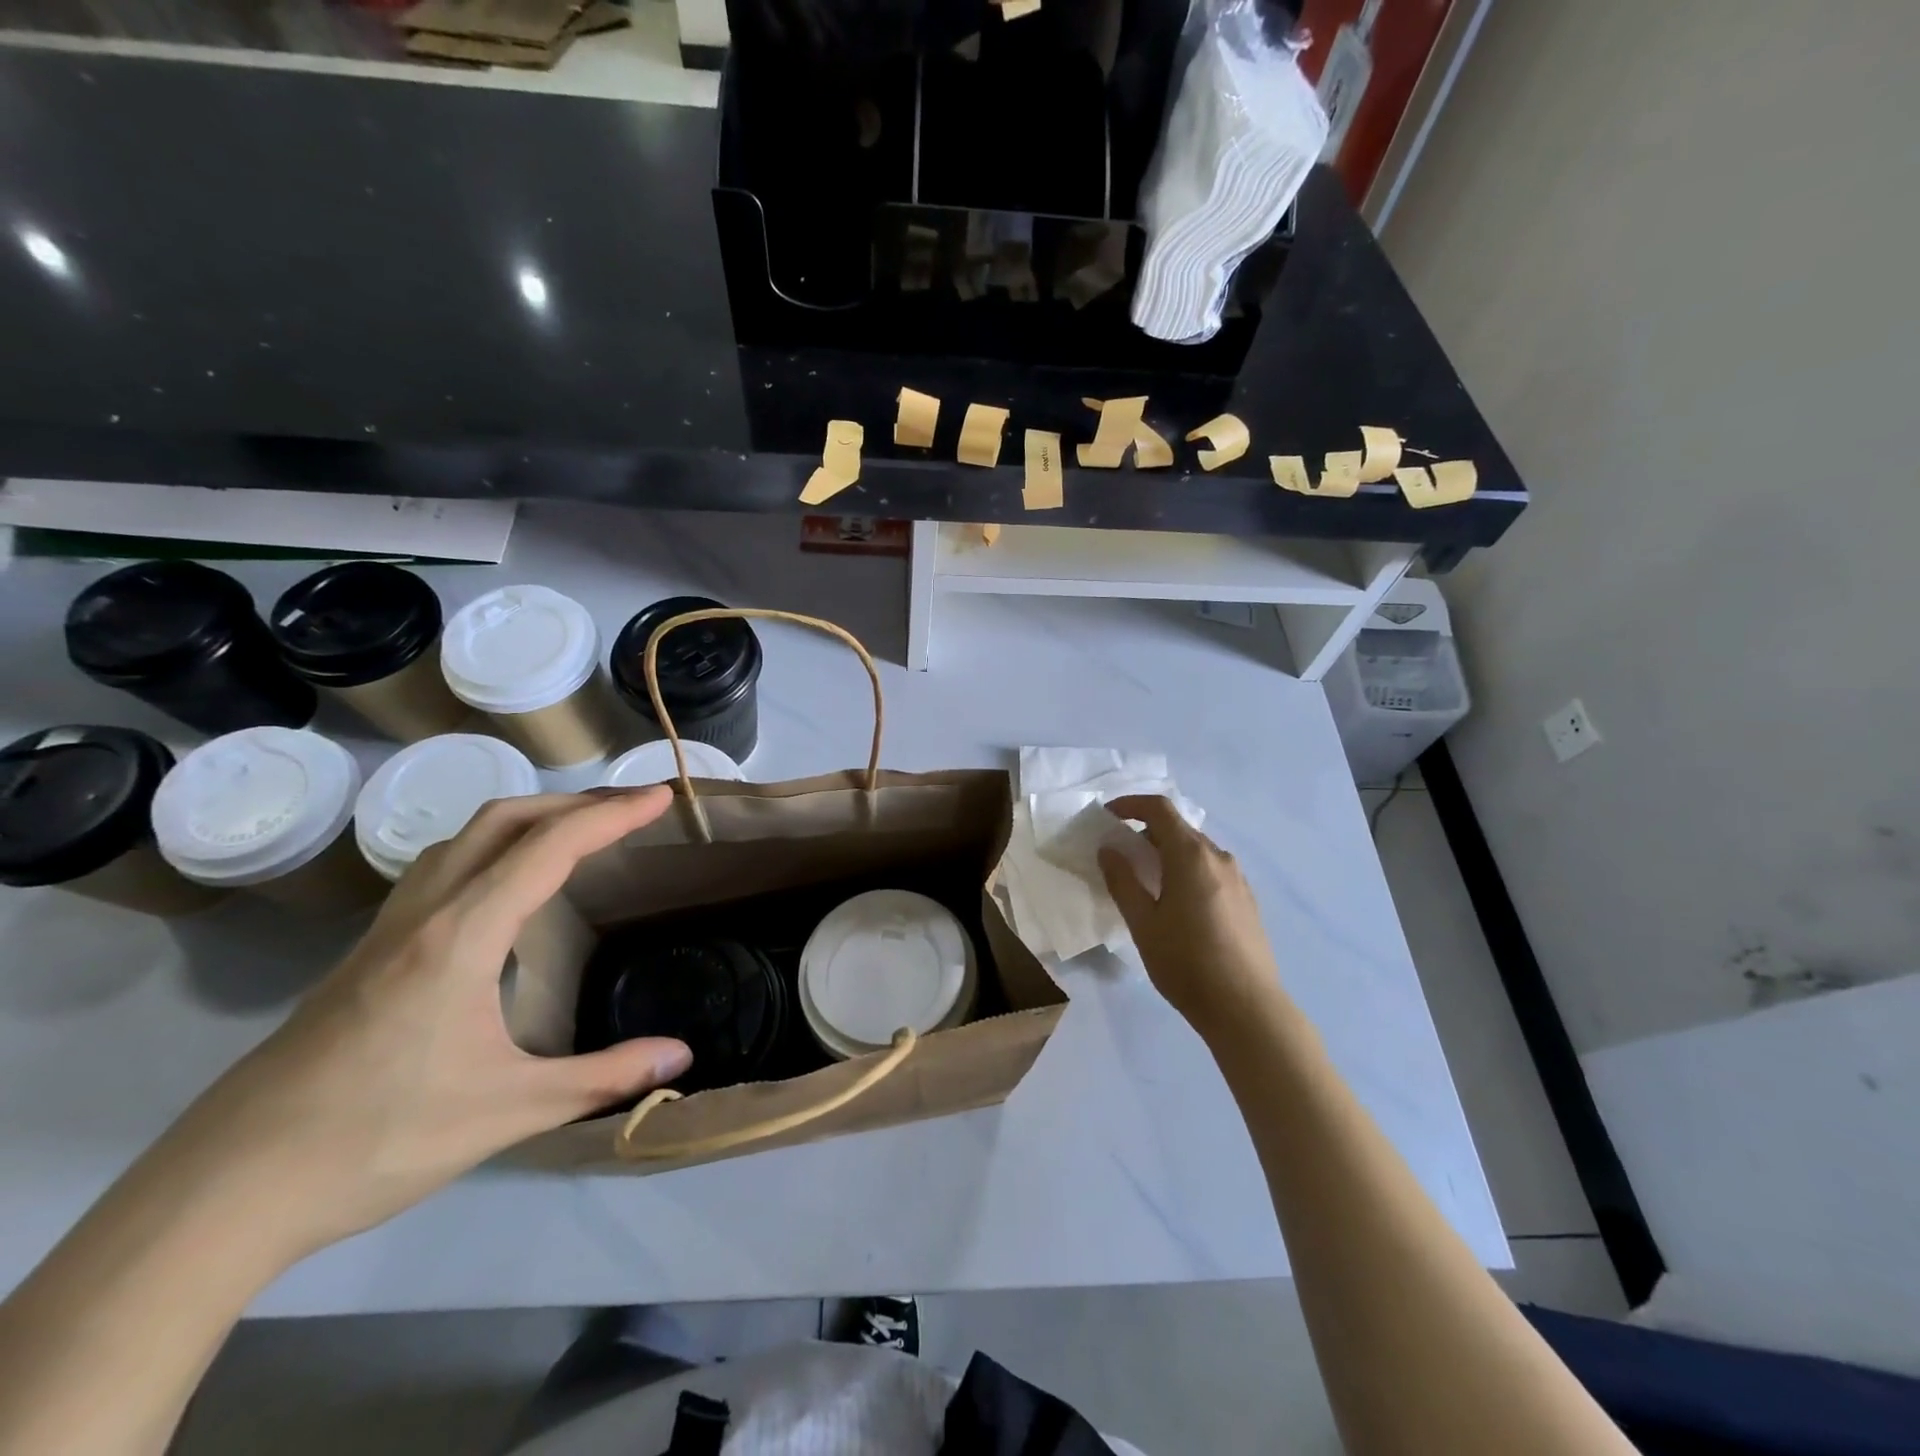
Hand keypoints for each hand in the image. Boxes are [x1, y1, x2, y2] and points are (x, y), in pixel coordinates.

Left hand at [158, 788, 691, 1260]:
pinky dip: (491, 848)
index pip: (550, 847)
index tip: (661, 798)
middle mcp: (424, 913)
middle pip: (504, 819)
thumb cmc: (375, 1140)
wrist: (222, 1191)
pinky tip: (505, 888)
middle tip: (630, 810)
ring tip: (577, 834)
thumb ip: (602, 1077)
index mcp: (462, 935)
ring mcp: (388, 930)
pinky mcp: (368, 953)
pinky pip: (441, 867)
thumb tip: (682, 1056)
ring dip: (528, 818)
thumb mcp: (508, 1111)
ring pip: (464, 838)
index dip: (612, 815)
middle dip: (574, 802)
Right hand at [1098, 795, 1284, 1031]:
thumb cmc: (1187, 963)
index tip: (1107, 816)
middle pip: (1178, 829)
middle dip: (1146, 833)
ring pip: (1196, 851)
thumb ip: (1122, 881)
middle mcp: (1219, 858)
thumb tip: (1109, 849)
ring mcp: (1238, 879)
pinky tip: (1177, 905)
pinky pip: (1210, 871)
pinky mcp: (1247, 900)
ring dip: (1167, 854)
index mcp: (1191, 856)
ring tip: (1146, 883)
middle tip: (1121, 856)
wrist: (1247, 1009)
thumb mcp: (1143, 923)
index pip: (1160, 810)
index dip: (1130, 805)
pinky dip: (1187, 871)